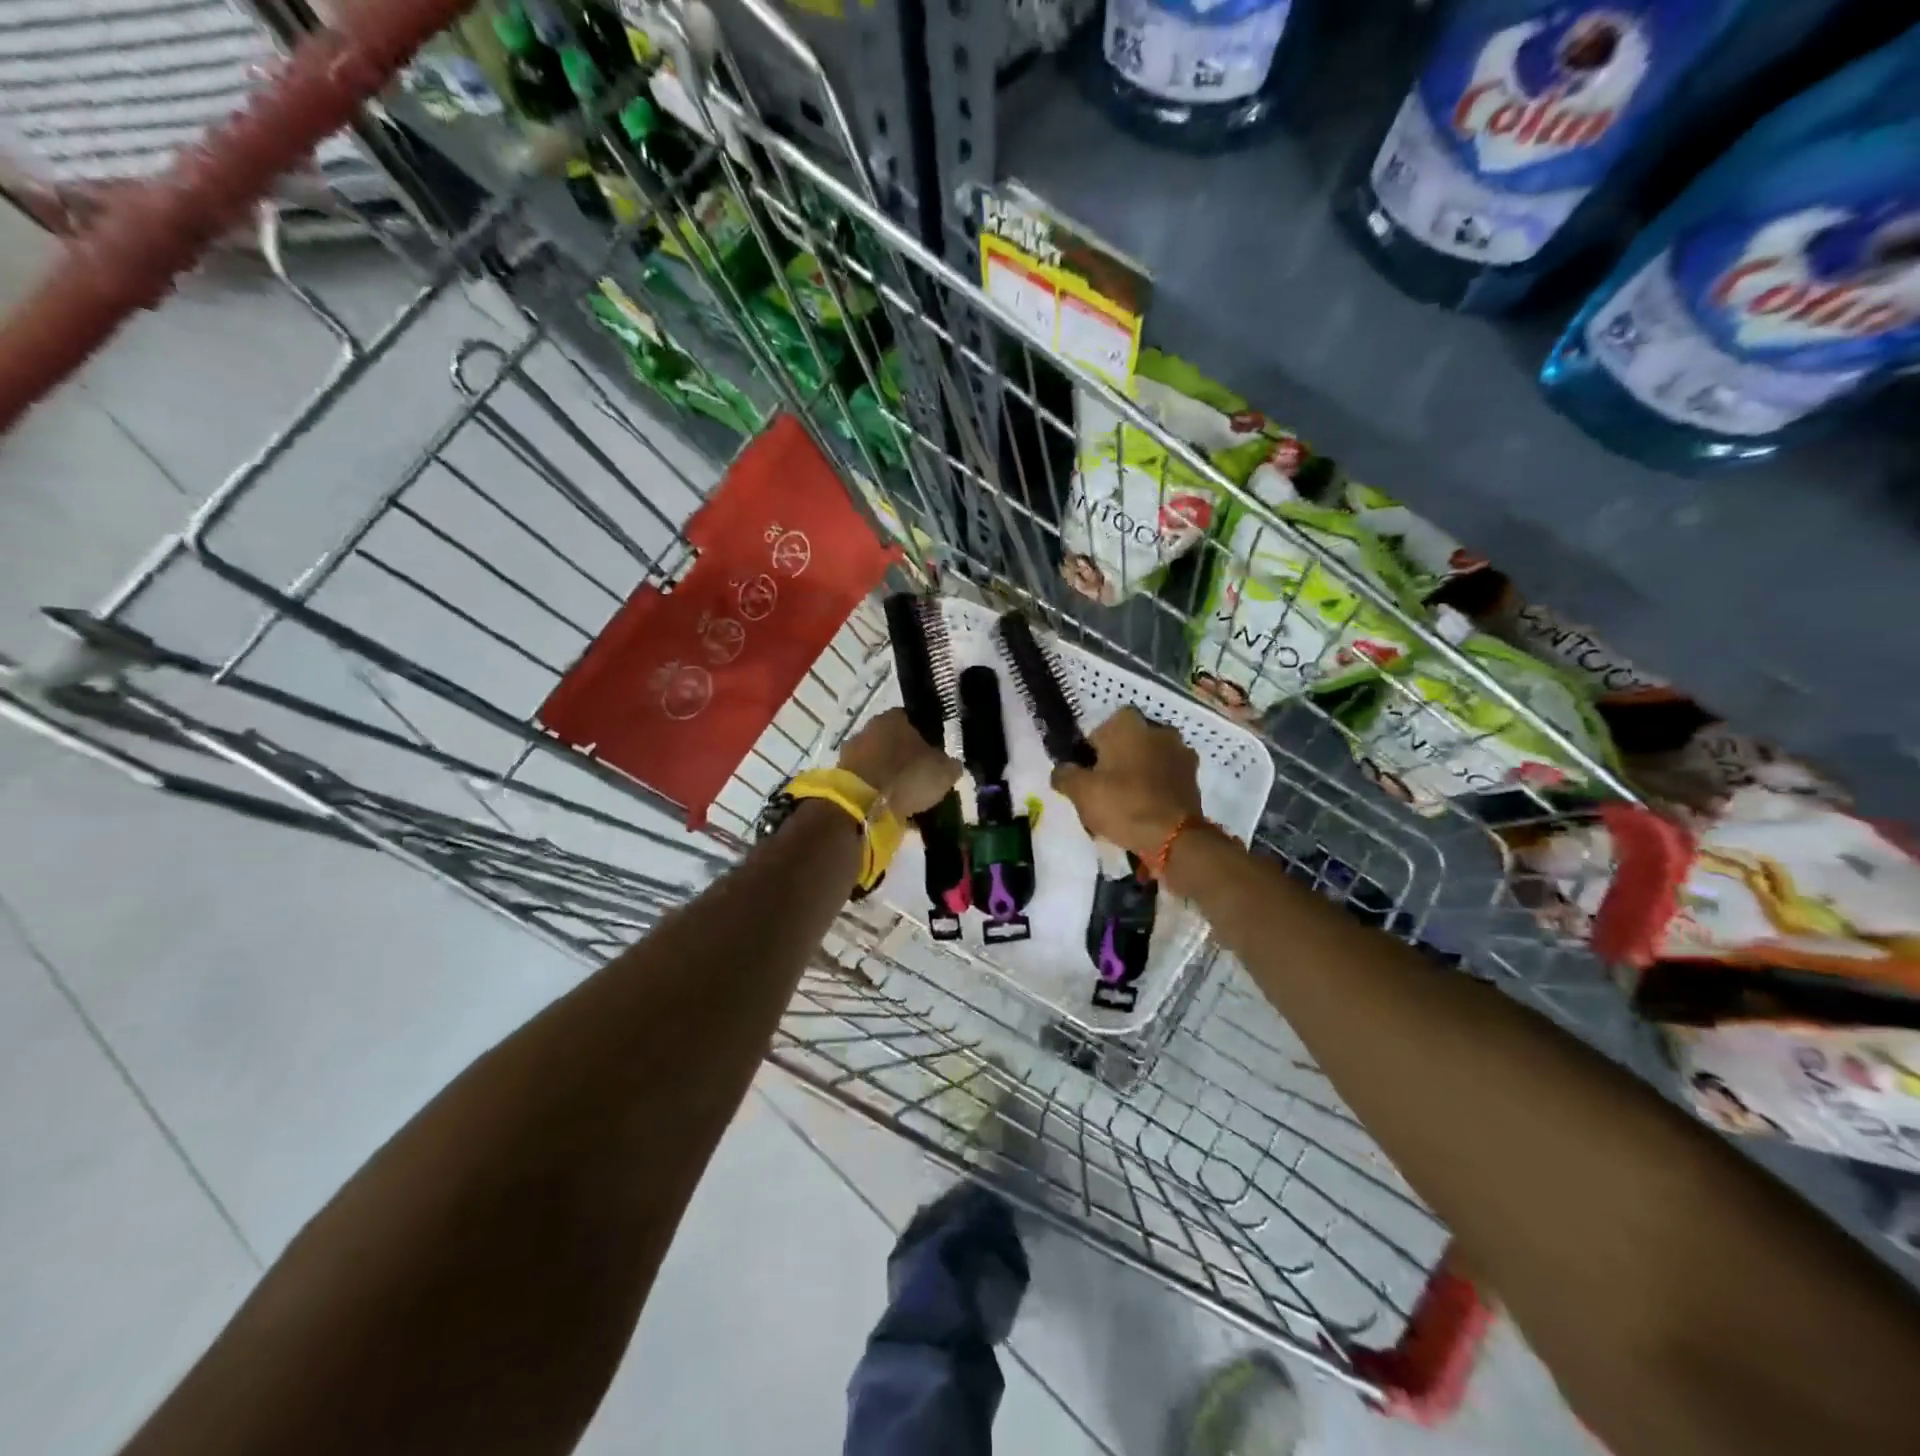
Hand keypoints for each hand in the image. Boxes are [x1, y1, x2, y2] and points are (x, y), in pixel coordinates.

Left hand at [837, 708, 959, 819]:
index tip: (936, 758)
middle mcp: (870, 727)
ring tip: (907, 799)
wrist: (862, 804)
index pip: (915, 721)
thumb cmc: (907, 776)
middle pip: (894, 742)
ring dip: (890, 777)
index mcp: (895, 717)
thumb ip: (950, 765)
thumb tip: (951, 765)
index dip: (928, 739)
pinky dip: (877, 792)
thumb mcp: (944, 771)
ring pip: (879, 762)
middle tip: (922, 780)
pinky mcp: (840, 776)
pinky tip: (890, 809)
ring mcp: (851, 751)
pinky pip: (866, 782)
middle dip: (907, 759)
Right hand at [1050, 706, 1204, 857]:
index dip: (1090, 753)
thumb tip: (1062, 770)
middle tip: (1104, 790)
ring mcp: (1180, 751)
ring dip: (1138, 773)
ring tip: (1126, 803)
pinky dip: (1156, 787)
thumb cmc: (1123, 805)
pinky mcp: (1193, 776)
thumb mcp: (1081, 792)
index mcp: (1127, 723)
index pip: (1098, 731)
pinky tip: (1146, 810)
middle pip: (1126, 743)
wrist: (1175, 838)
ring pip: (1147, 759)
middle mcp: (1157, 729)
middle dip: (1116, 761)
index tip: (1087, 777)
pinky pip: (1165, 776)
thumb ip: (1064, 775)